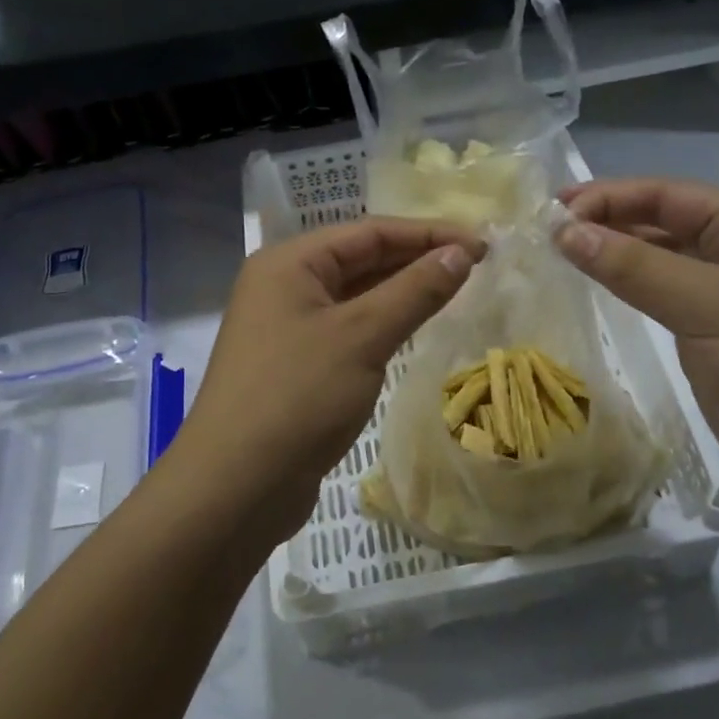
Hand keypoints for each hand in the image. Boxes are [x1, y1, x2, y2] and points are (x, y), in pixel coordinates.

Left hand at [172, 217, 485, 545]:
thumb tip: (461, 253)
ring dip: (403, 292)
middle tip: (477, 265)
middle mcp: (284, 285)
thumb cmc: (298, 397)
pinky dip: (384, 324)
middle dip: (418, 259)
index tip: (482, 244)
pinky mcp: (296, 365)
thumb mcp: (363, 336)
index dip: (429, 234)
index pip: (370, 231)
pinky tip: (416, 328)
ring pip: (356, 296)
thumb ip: (415, 290)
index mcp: (289, 263)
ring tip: (457, 290)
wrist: (236, 487)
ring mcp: (287, 327)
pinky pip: (349, 329)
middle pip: (361, 259)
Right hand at [556, 178, 718, 516]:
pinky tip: (590, 286)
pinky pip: (656, 296)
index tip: (552, 212)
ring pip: (654, 259)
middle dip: (604, 221)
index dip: (608, 197)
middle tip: (543, 231)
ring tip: (555, 253)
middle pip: (658, 221)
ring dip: (609, 253)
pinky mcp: (706, 334)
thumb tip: (564, 232)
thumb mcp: (710, 305)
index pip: (666, 194)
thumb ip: (635, 267)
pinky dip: (622, 287)